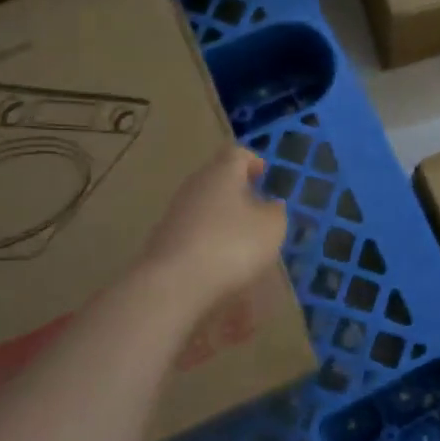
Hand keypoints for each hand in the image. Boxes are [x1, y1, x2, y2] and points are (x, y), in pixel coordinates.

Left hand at [141, 146, 288, 308]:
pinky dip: (210, 247)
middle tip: (259, 211)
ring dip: (224, 222)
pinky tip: (222, 270)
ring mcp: (174, 216)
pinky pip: (194, 238)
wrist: (173, 286)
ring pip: (205, 210)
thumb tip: (270, 206)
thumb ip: (275, 212)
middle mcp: (194, 188)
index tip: (265, 175)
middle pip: (218, 181)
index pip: (237, 154)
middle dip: (239, 194)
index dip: (253, 161)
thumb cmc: (231, 246)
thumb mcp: (271, 228)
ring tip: (245, 246)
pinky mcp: (164, 244)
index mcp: (221, 174)